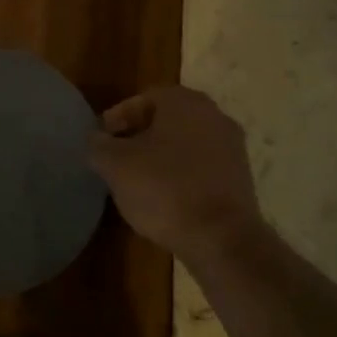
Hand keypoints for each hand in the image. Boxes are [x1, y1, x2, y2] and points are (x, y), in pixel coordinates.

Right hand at [88, 86, 265, 262]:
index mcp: (184, 103)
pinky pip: (200, 166)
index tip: (101, 140)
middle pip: (167, 120)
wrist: (220, 237)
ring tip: (136, 180)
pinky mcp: (239, 178)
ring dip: (159, 156)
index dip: (118, 117)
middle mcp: (214, 116)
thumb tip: (97, 140)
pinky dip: (179, 175)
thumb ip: (99, 145)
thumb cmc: (163, 189)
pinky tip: (162, 197)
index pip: (144, 98)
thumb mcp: (115, 165)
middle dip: (138, 136)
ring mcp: (232, 148)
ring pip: (185, 143)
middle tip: (115, 157)